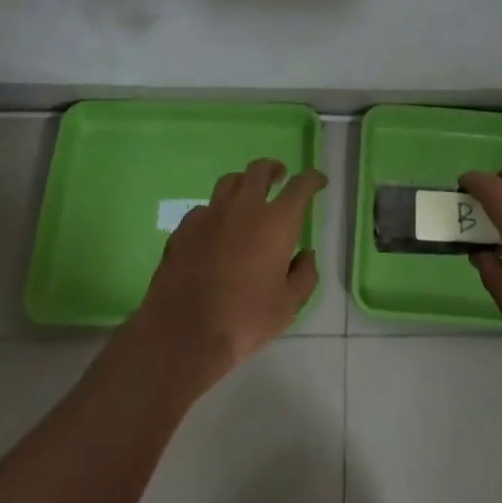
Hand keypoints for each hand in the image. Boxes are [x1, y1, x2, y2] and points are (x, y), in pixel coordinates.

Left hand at [129, 159, 325, 384]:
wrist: (183, 333)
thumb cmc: (244, 319)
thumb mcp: (288, 306)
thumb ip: (304, 276)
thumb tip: (306, 255)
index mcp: (276, 222)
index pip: (300, 186)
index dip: (312, 179)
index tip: (318, 181)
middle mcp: (244, 207)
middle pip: (259, 170)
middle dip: (273, 169)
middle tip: (279, 177)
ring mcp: (210, 214)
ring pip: (229, 182)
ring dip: (243, 183)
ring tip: (246, 197)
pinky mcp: (184, 228)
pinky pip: (204, 209)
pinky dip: (215, 213)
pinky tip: (214, 229)